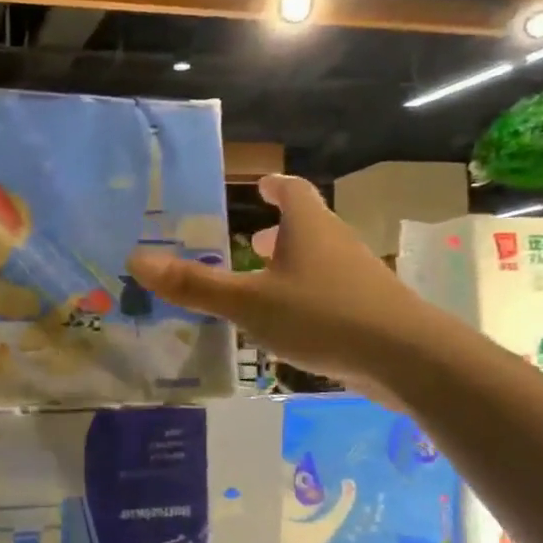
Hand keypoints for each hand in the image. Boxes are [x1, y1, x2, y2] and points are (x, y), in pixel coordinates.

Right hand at [126, 175, 427, 391]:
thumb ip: (195, 285)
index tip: (260, 184)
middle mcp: (335, 244)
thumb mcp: (248, 302)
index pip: (292, 191)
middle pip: (307, 227)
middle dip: (279, 230)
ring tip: (263, 282)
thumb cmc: (321, 315)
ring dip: (291, 266)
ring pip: (318, 262)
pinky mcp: (368, 310)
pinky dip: (305, 296)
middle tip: (250, 240)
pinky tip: (289, 325)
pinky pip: (328, 293)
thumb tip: (136, 259)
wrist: (406, 357)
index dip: (274, 186)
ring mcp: (356, 277)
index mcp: (308, 228)